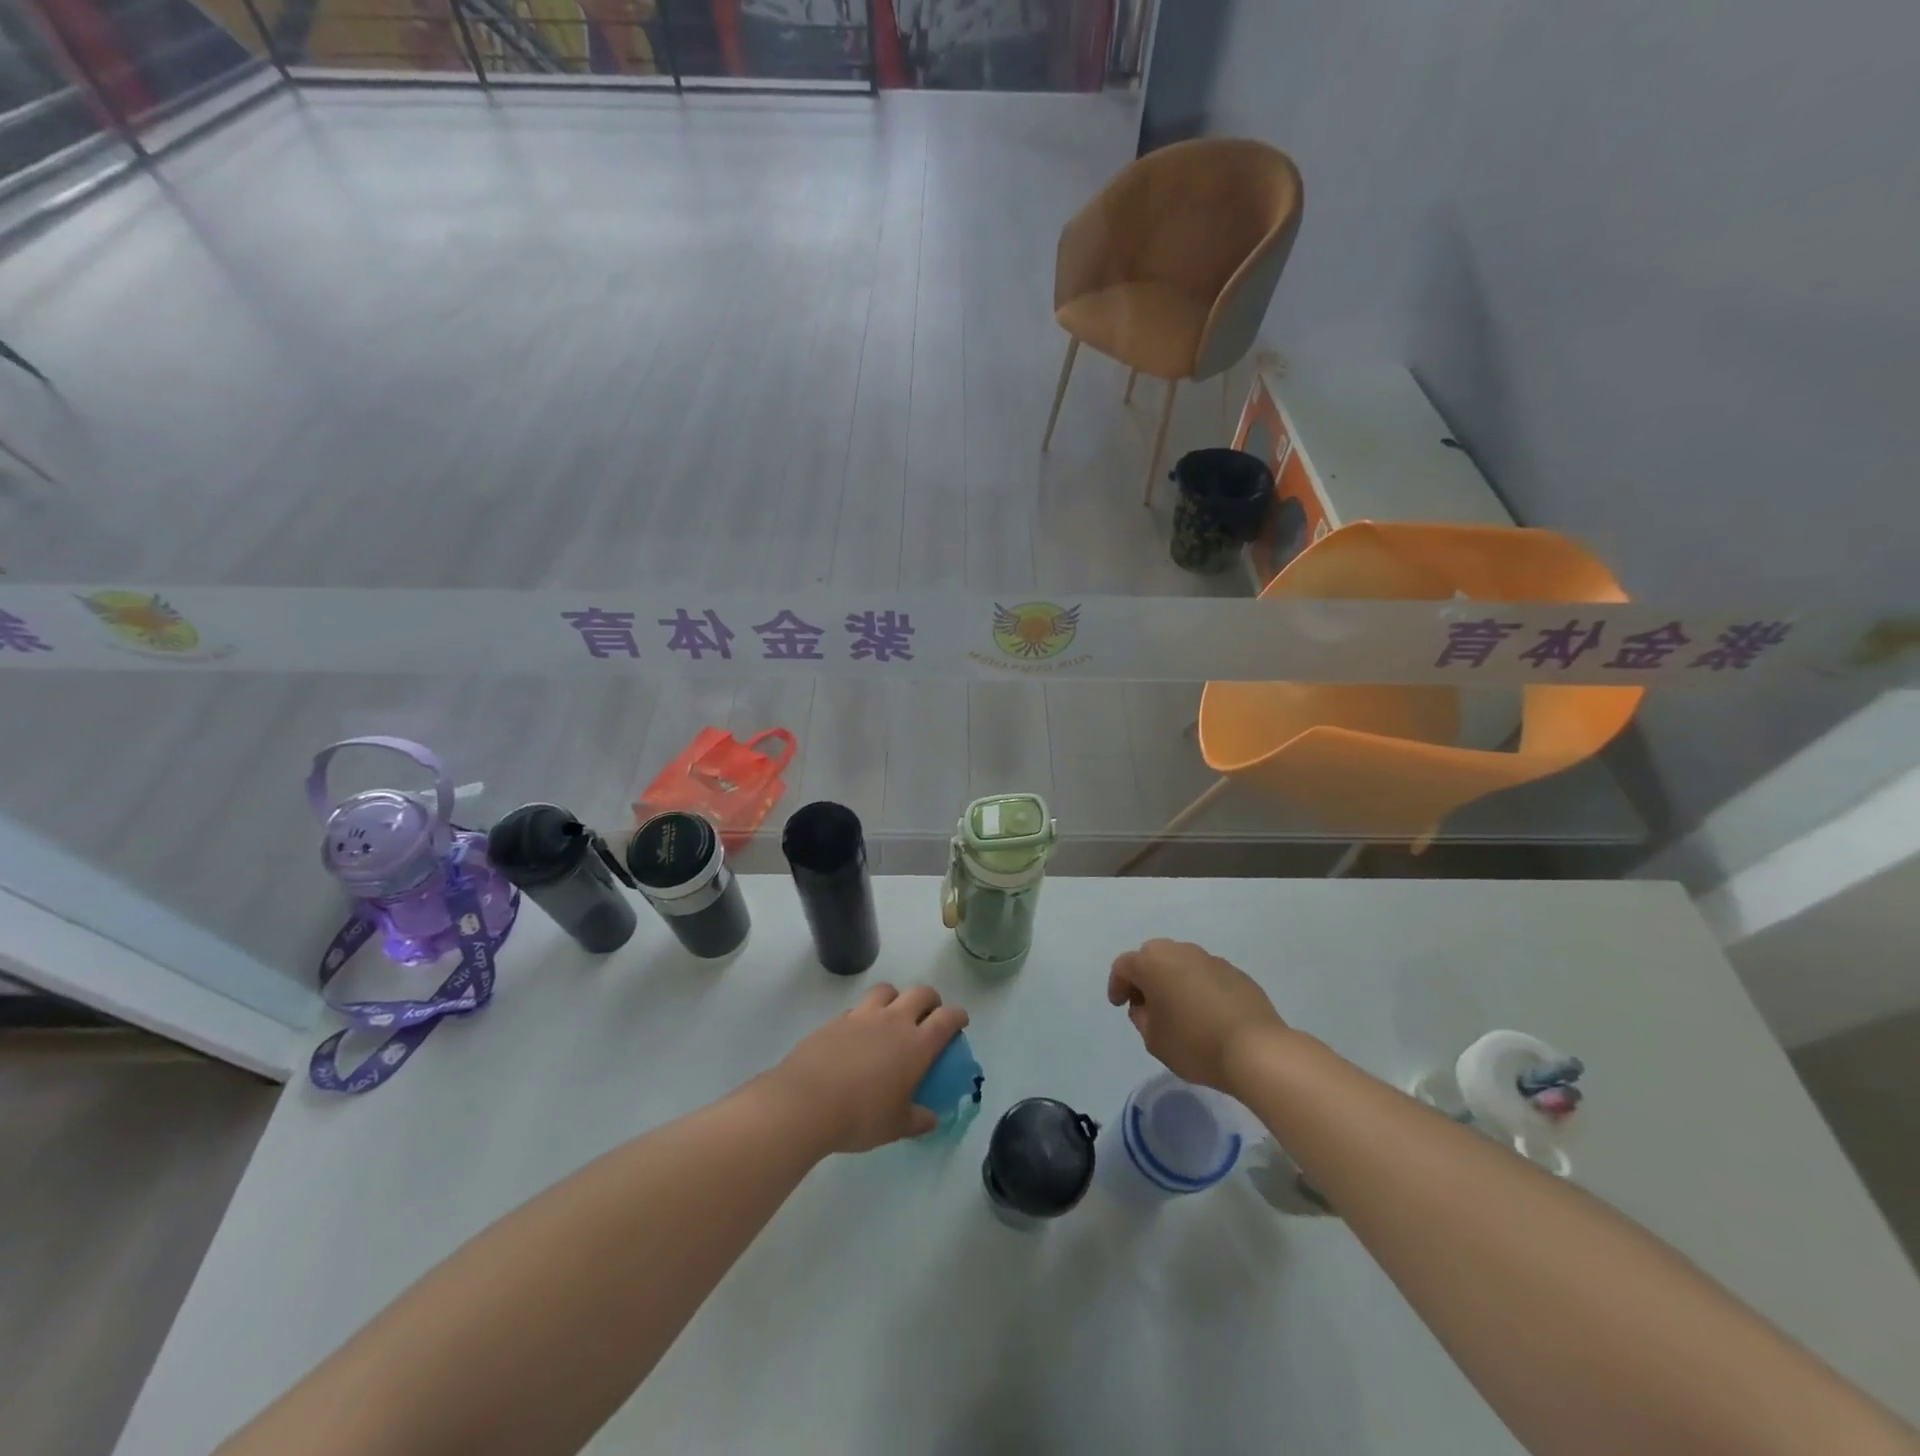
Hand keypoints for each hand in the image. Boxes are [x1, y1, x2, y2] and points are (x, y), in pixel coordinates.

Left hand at [769, 983, 968, 1153]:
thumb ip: (917, 1120)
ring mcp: (863, 1016)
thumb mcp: (895, 1126)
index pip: (947, 1018)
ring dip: (896, 998)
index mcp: (916, 1044)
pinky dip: (865, 1014)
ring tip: (892, 1015)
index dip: (958, 1016)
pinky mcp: (836, 1019)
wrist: (806, 1102)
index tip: (960, 1021)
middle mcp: (893, 1021)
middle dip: (931, 1000)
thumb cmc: (860, 1116)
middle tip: (929, 1015)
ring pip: (887, 990)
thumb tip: (930, 1119)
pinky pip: (858, 1008)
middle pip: (921, 993)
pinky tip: (858, 1034)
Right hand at [1107, 939, 1287, 1092]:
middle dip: (1145, 977)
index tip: (1119, 1005)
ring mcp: (1211, 959)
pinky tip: (1207, 1013)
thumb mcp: (1153, 1039)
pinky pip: (1206, 974)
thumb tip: (1147, 1006)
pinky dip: (1199, 987)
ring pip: (1181, 963)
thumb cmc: (1195, 1044)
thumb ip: (1141, 1017)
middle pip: (1152, 956)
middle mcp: (1180, 951)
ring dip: (1173, 980)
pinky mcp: (1236, 972)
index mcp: (1153, 963)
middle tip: (1146, 1004)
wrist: (1256, 1050)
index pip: (1124, 966)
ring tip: (1179, 1009)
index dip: (1117, 985)